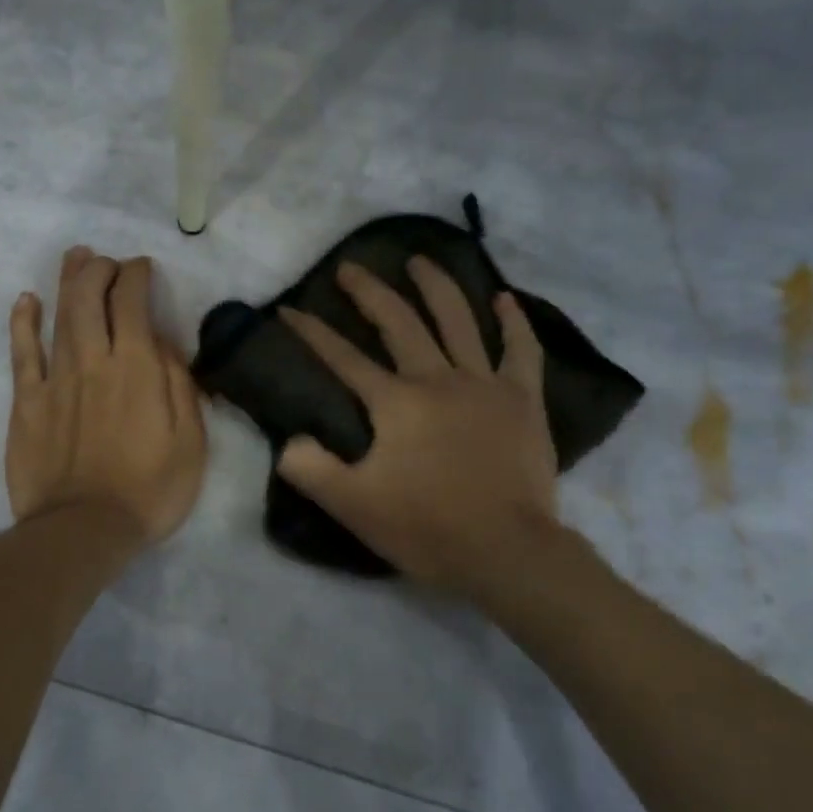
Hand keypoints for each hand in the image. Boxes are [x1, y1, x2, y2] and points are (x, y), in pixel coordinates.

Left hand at [6, 247, 207, 548]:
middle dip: (100, 268)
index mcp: (138, 367)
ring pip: (58, 314)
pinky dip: (23, 322)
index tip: (143, 269)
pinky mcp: (26, 402)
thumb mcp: (191, 442)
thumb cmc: (150, 490)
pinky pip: (21, 352)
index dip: (137, 275)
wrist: (84, 529)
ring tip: (76, 258)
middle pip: (90, 296)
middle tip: (108, 262)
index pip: (133, 301)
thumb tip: (164, 343)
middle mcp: (94, 360)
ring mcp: (55, 379)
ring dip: (68, 280)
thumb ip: (179, 385)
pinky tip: (26, 301)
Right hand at [277, 258, 559, 599]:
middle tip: (350, 267)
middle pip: (400, 323)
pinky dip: (514, 322)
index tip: (290, 309)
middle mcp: (438, 380)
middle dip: (370, 292)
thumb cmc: (427, 528)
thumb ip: (310, 470)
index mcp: (396, 403)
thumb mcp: (352, 506)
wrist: (506, 551)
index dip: (312, 332)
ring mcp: (486, 385)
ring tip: (420, 260)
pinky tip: (504, 299)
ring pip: (459, 321)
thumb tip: (289, 442)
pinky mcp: (524, 400)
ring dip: (436, 286)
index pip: (344, 359)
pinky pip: (521, 350)